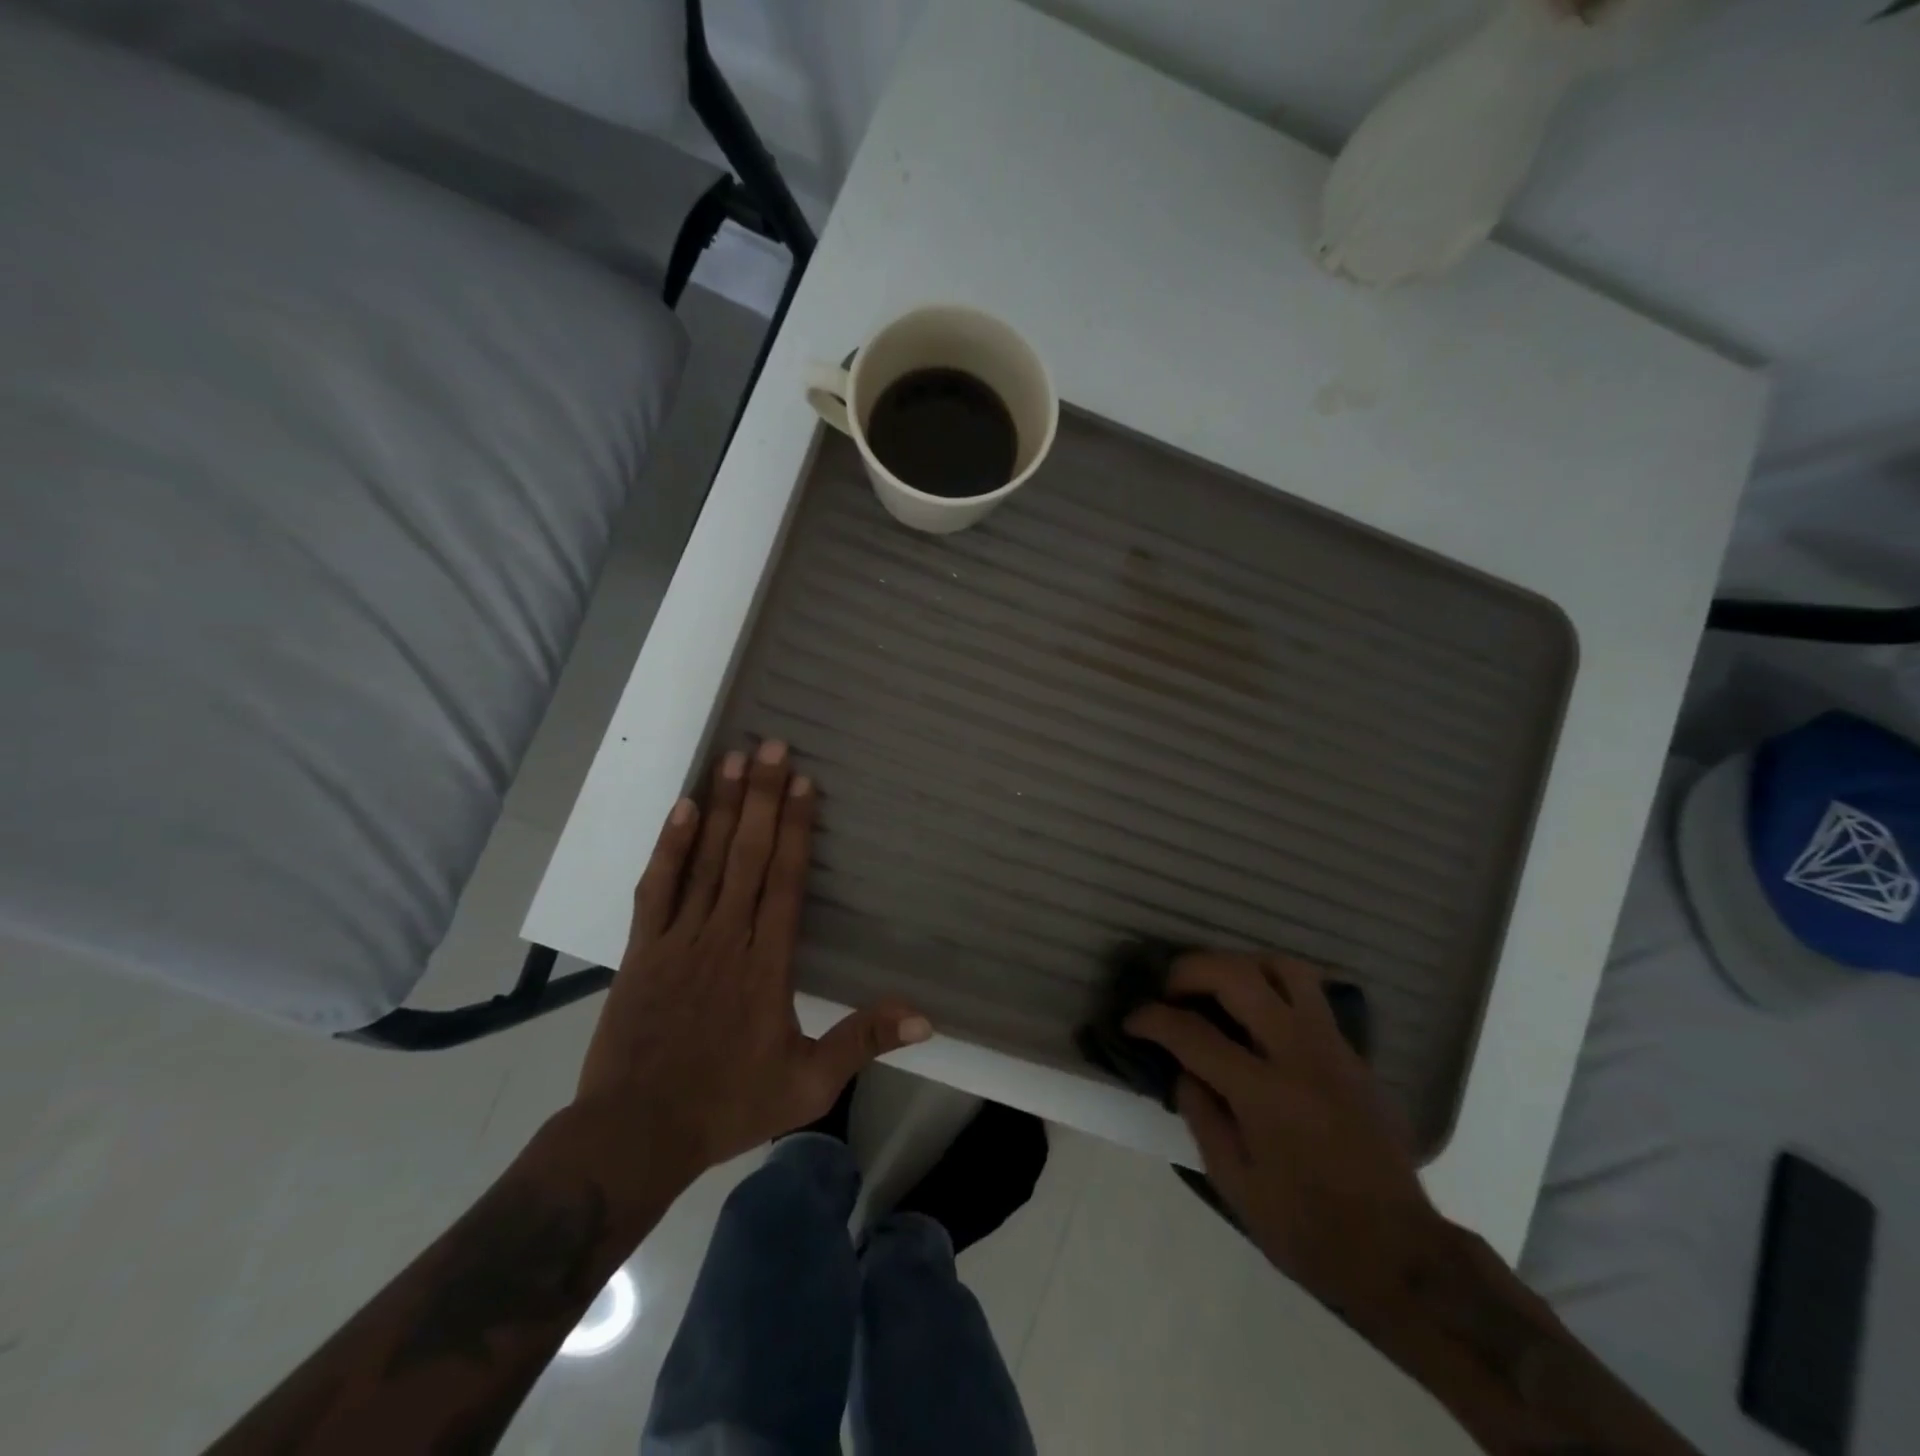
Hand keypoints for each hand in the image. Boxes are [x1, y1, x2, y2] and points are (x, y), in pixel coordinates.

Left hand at [573, 740, 930, 1188]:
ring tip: (734, 758)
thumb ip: (863, 1041)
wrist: (635, 1135)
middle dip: (763, 797)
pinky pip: (656, 888)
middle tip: (773, 744)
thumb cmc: (727, 1106)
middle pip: (749, 856)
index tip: (804, 782)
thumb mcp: (809, 1084)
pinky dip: (670, 847)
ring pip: (706, 861)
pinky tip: (683, 809)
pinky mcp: (641, 949)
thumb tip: (926, 1017)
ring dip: (723, 808)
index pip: (786, 882)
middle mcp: (725, 938)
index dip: (797, 829)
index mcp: (767, 965)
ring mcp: (679, 940)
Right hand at [1125, 952, 1437, 1321]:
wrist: (1402, 1255)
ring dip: (1239, 964)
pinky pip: (1311, 994)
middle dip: (1190, 970)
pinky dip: (1274, 986)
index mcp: (1264, 1094)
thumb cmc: (1309, 1231)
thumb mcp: (1235, 1185)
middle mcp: (1299, 1055)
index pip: (1193, 1034)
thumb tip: (1182, 1070)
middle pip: (1237, 977)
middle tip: (1169, 989)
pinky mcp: (1354, 1054)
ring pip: (1283, 968)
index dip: (1152, 1020)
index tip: (1132, 1020)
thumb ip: (1202, 1116)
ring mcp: (1333, 1048)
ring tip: (1216, 986)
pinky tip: (1258, 1012)